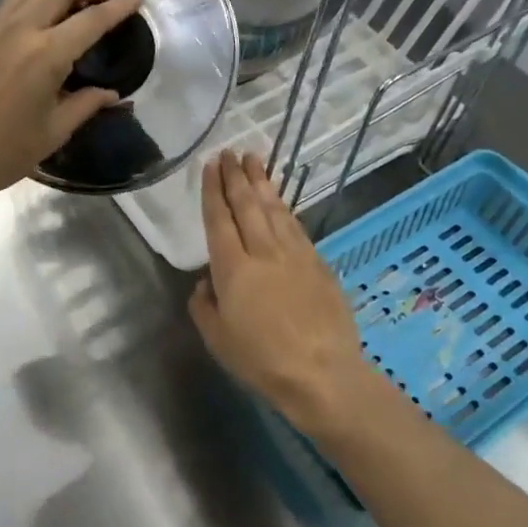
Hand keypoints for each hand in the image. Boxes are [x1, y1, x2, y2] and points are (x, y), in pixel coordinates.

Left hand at [0, 0, 145, 205]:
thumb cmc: (4, 152)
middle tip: (104, 1)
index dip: (119, 6)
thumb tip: (111, 94)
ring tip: (72, 7)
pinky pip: (9, 3)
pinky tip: (39, 24)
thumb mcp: (54, 131)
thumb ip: (86, 104)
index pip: (92, 19)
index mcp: (46, 54)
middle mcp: (20, 30)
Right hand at [189, 151, 372, 436]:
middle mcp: (263, 252)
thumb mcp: (217, 339)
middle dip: (237, 176)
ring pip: (275, 210)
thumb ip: (204, 306)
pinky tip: (281, 202)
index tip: (211, 164)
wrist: (323, 374)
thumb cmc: (261, 360)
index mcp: (233, 268)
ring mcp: (295, 256)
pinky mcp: (319, 265)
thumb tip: (206, 284)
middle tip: (231, 152)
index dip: (214, 190)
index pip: (219, 219)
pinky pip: (296, 227)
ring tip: (255, 161)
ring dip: (263, 183)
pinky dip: (285, 209)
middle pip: (248, 205)